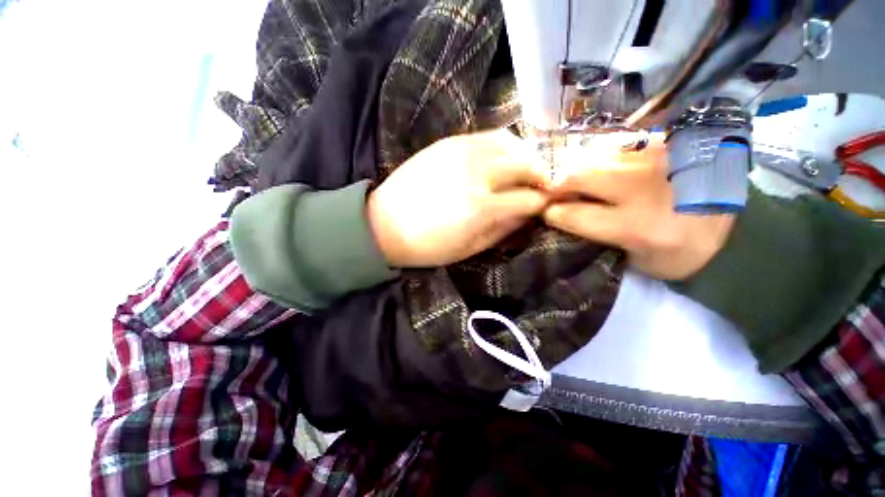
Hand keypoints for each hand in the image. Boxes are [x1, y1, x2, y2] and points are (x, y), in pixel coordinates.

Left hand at [367, 130, 550, 267]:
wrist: (383, 224)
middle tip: (542, 187)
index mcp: (481, 207)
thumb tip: (528, 214)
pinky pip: (488, 135)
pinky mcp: (449, 141)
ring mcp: (462, 152)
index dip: (543, 203)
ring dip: (526, 156)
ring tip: (526, 170)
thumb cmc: (427, 246)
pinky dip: (505, 145)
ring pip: (511, 143)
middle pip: (526, 164)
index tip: (547, 206)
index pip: (529, 199)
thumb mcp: (469, 248)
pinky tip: (503, 158)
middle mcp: (476, 174)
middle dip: (542, 176)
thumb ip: (503, 229)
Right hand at [543, 134, 735, 279]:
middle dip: (559, 185)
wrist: (735, 233)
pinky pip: (620, 145)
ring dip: (579, 170)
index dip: (551, 213)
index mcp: (634, 226)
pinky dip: (604, 158)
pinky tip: (607, 169)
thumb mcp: (630, 258)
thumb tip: (561, 213)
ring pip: (596, 156)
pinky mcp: (670, 143)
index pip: (572, 214)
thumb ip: (594, 234)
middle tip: (556, 193)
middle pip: (579, 176)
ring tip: (580, 181)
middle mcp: (644, 187)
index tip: (545, 213)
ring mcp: (658, 159)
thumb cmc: (677, 255)